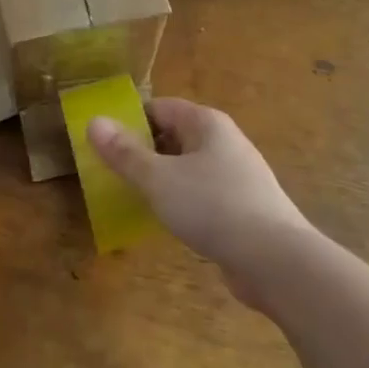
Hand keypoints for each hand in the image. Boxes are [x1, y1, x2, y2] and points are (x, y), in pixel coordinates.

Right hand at [88, 98, 312, 309]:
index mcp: (207, 123)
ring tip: (132, 197)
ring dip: (162, 178)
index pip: (160, 107)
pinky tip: (167, 221)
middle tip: (111, 172)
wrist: (275, 259)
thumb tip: (94, 121)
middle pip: (175, 135)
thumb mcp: (159, 179)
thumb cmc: (213, 206)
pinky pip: (203, 193)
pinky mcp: (243, 207)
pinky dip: (182, 200)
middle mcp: (224, 141)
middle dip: (144, 150)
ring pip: (188, 166)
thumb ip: (125, 153)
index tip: (103, 142)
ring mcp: (237, 175)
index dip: (130, 120)